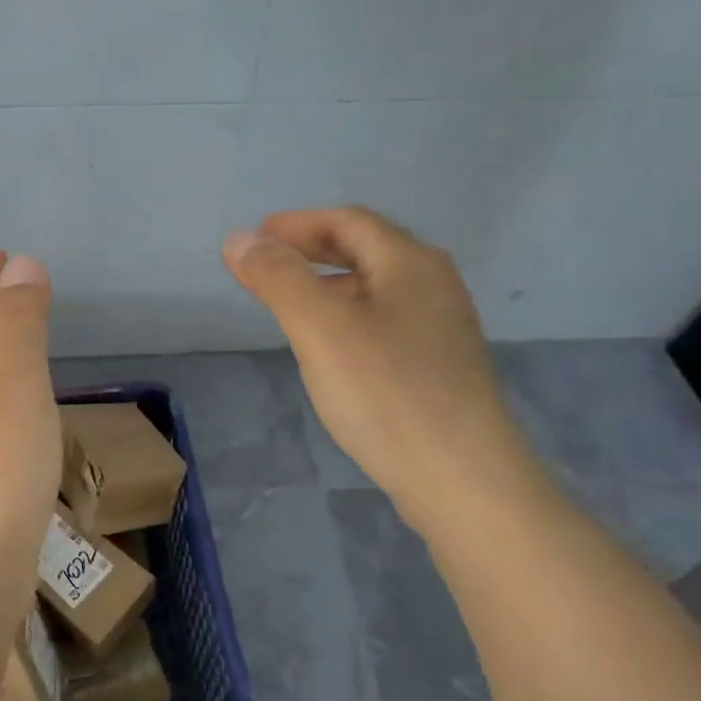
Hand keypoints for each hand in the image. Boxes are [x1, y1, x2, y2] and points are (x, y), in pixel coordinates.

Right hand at [224, 207, 540, 532]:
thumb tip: (239, 239)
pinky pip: (387, 321)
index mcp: (409, 263)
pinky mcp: (442, 366)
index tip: (255, 238)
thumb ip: (278, 278)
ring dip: (330, 285)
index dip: (297, 224)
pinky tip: (333, 349)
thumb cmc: (385, 393)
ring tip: (291, 305)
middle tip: (267, 265)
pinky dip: (350, 317)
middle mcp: (434, 284)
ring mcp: (444, 327)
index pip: (348, 221)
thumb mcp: (320, 329)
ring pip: (377, 288)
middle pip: (366, 250)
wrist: (461, 479)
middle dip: (312, 251)